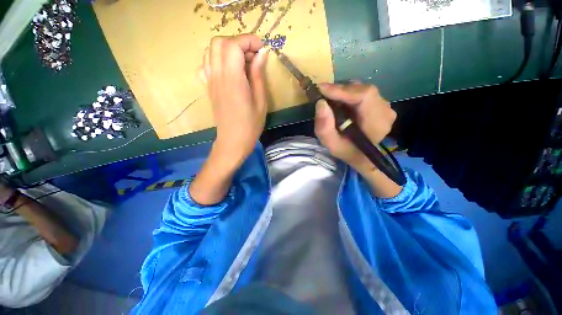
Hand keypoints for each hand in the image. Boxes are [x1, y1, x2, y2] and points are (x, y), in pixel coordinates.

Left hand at [191, 34, 267, 205]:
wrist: (232, 141)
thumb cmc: (250, 125)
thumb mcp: (261, 102)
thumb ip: (259, 76)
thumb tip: (261, 54)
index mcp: (233, 80)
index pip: (233, 45)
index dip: (249, 41)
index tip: (262, 49)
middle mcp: (218, 76)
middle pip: (219, 42)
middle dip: (238, 42)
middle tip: (253, 56)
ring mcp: (210, 81)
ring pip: (211, 50)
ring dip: (228, 48)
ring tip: (242, 61)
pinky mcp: (208, 87)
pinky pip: (206, 64)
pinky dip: (217, 59)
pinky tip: (228, 70)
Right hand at [314, 82, 396, 174]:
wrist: (361, 156)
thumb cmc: (347, 151)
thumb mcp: (331, 144)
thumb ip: (324, 128)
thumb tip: (320, 103)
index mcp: (376, 123)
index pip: (364, 96)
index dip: (342, 90)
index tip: (322, 89)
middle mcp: (385, 111)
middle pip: (363, 90)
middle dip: (340, 90)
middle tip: (323, 94)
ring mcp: (385, 106)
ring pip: (362, 89)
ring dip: (344, 92)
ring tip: (331, 100)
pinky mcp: (380, 104)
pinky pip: (363, 92)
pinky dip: (349, 95)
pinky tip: (340, 103)